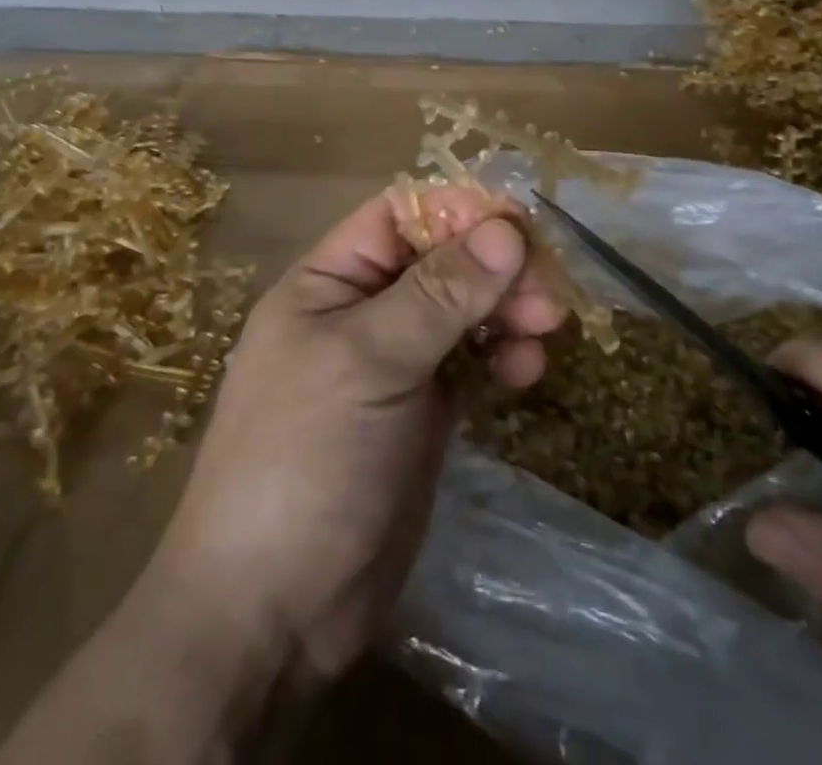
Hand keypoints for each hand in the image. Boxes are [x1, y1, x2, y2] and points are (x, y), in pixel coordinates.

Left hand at [0, 188, 561, 763]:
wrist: (274, 610)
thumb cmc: (306, 458)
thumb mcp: (370, 361)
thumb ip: (440, 294)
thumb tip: (507, 230)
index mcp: (329, 280)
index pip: (400, 215)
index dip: (458, 211)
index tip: (517, 230)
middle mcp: (362, 310)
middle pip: (441, 260)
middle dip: (495, 267)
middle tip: (547, 294)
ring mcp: (394, 362)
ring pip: (462, 309)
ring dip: (506, 309)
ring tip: (546, 329)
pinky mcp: (422, 411)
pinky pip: (470, 361)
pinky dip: (501, 356)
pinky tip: (526, 372)